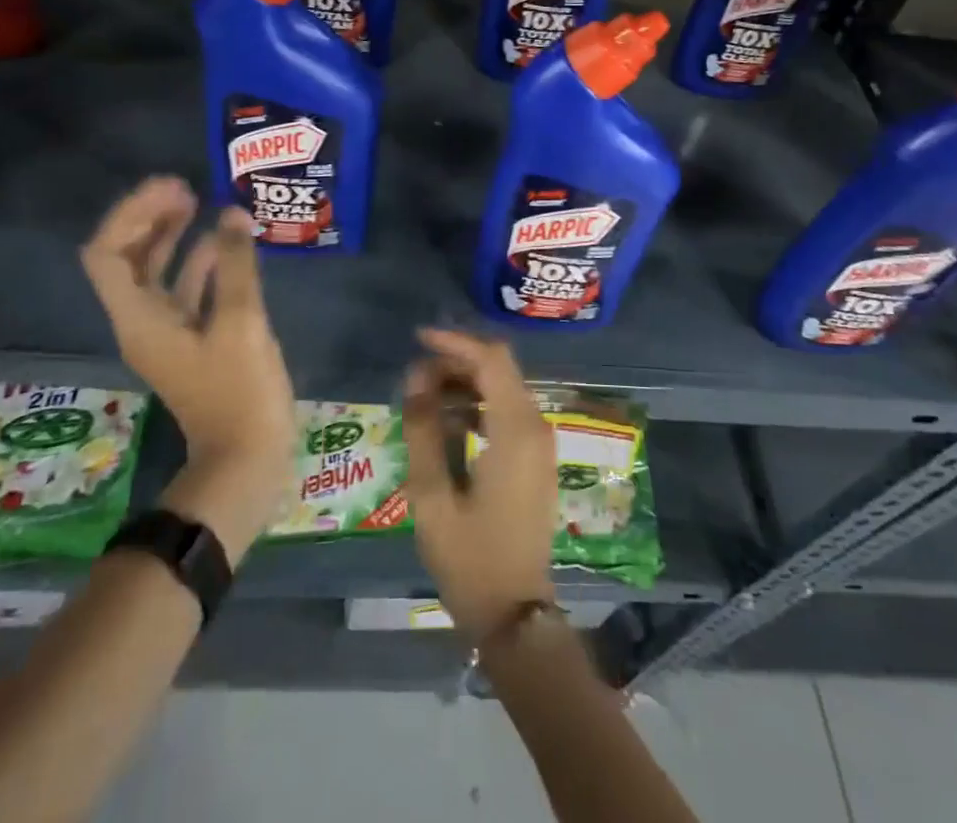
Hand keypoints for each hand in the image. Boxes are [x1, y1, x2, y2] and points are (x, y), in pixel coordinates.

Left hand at [81, 176, 296, 559]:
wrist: (246, 458)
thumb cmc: (239, 392)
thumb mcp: (242, 322)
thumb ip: (236, 265)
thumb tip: (232, 213)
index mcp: (140, 319)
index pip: (108, 254)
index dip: (133, 215)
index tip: (173, 189)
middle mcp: (143, 321)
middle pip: (127, 258)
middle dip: (150, 219)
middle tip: (187, 188)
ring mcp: (168, 332)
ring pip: (156, 272)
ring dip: (172, 236)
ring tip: (203, 203)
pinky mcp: (193, 339)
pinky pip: (185, 289)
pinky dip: (199, 261)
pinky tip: (227, 244)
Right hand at [402, 328, 556, 639]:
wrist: (516, 615)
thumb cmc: (471, 559)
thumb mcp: (433, 496)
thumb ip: (424, 430)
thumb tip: (416, 378)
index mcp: (516, 431)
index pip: (491, 360)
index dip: (455, 343)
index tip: (418, 340)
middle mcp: (536, 427)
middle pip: (499, 368)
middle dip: (457, 362)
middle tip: (415, 377)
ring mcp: (540, 443)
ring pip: (503, 388)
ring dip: (466, 383)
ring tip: (423, 398)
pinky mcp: (536, 458)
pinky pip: (507, 412)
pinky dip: (478, 406)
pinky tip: (447, 424)